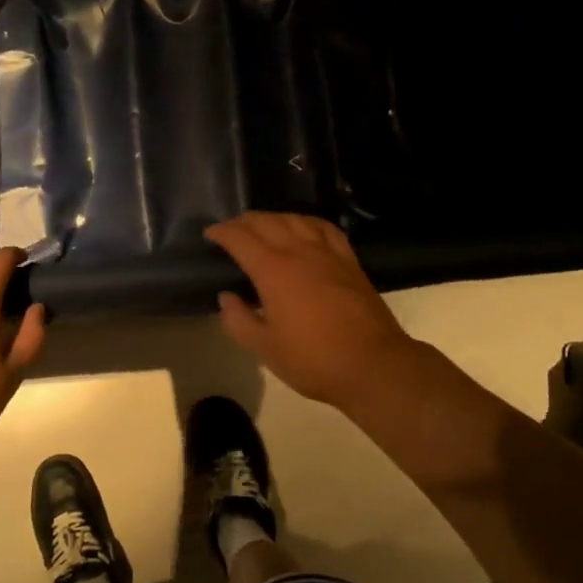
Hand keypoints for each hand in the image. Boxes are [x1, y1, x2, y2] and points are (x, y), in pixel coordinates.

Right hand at [204, 213, 419, 410]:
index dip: (222, 232)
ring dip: (273, 218)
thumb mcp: (266, 349)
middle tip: (230, 230)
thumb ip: (239, 321)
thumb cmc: (313, 360)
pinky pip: (324, 228)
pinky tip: (303, 228)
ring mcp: (327, 252)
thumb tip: (226, 298)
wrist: (373, 364)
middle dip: (244, 221)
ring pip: (295, 219)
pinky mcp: (349, 260)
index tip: (210, 234)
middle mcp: (299, 251)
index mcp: (273, 270)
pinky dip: (306, 222)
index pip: (240, 239)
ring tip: (262, 226)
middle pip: (267, 222)